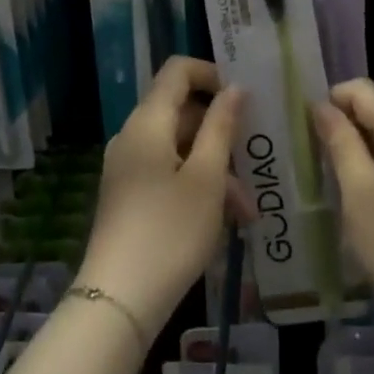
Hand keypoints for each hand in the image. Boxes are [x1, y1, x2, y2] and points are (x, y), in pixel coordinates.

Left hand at [78, 57, 248, 340]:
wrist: (118, 302)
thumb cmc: (170, 231)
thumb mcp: (207, 178)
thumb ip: (222, 126)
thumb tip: (235, 87)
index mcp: (148, 121)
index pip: (178, 70)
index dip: (212, 73)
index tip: (244, 98)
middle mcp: (133, 136)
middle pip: (182, 111)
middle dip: (222, 133)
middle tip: (255, 161)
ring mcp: (128, 167)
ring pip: (180, 148)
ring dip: (215, 169)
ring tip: (246, 210)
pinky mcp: (129, 196)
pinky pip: (168, 173)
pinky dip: (197, 186)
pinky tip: (224, 221)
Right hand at [313, 78, 373, 318]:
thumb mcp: (361, 194)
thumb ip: (341, 145)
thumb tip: (322, 106)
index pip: (364, 91)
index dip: (331, 98)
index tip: (302, 124)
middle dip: (342, 124)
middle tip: (307, 151)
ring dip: (356, 151)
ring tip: (326, 174)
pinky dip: (373, 172)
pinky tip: (357, 199)